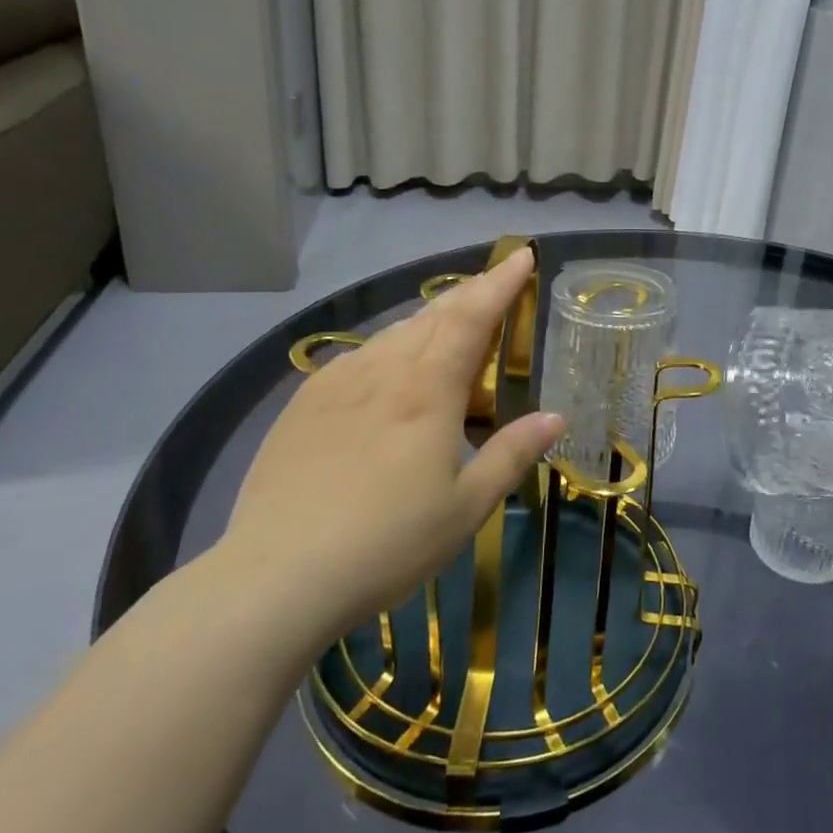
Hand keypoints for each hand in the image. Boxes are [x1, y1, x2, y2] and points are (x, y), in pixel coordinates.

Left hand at [214, 248, 562, 654]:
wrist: (276, 577)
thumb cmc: (388, 542)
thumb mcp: (467, 506)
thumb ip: (512, 454)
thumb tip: (557, 416)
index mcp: (428, 392)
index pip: (471, 319)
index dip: (499, 284)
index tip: (520, 256)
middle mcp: (383, 373)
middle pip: (432, 316)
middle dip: (469, 293)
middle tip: (494, 281)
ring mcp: (337, 385)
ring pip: (393, 333)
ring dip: (429, 317)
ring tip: (449, 318)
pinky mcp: (303, 405)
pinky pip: (357, 357)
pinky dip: (388, 346)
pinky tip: (387, 364)